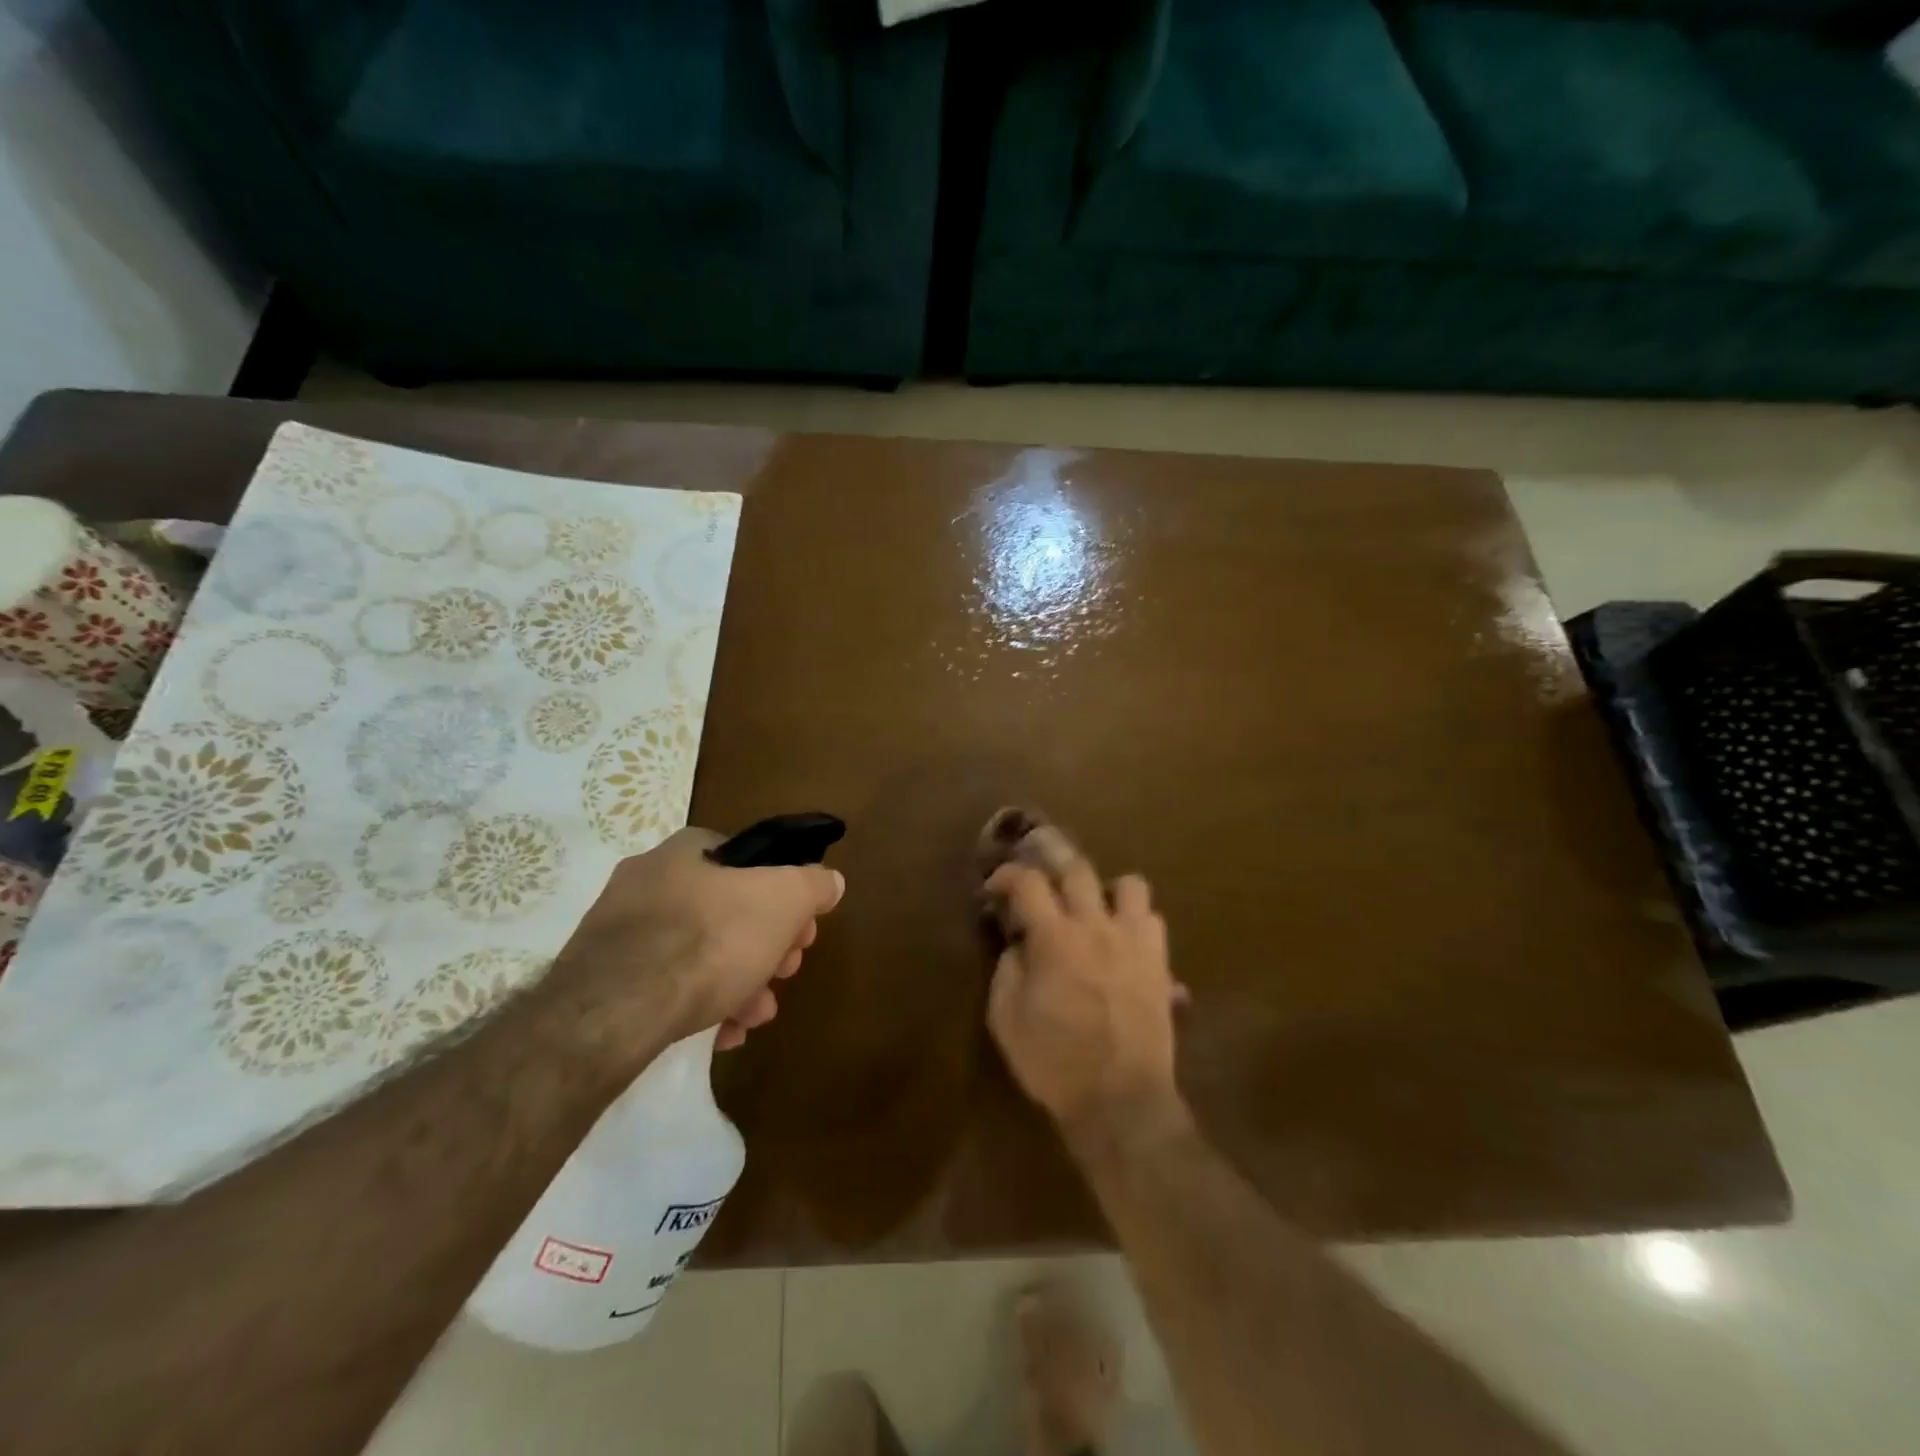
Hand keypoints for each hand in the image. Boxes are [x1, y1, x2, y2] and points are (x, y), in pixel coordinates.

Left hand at [550, 827, 844, 1056]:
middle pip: (728, 910)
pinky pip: (664, 983)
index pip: (749, 861)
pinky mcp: (603, 978)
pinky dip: (699, 1003)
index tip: (801, 932)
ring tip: (755, 1016)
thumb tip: (830, 881)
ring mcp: (620, 930)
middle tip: (784, 974)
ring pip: (698, 952)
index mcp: (687, 851)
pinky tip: (719, 1033)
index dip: (785, 896)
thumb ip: (813, 885)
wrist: (615, 1012)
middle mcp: (648, 880)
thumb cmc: (709, 939)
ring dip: (739, 981)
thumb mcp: (784, 901)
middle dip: (766, 946)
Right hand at [984, 823, 1183, 1132]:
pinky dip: (1135, 921)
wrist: (1120, 1100)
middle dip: (1053, 866)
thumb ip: (1008, 970)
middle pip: (1078, 869)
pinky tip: (1122, 941)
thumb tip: (1018, 944)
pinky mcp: (1160, 962)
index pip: (1028, 882)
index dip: (1007, 875)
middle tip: (1042, 884)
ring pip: (1129, 884)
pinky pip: (1154, 920)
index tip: (996, 888)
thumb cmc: (1054, 1063)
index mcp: (1054, 938)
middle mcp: (1095, 927)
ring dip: (1105, 890)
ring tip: (1093, 910)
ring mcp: (1133, 941)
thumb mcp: (1006, 1019)